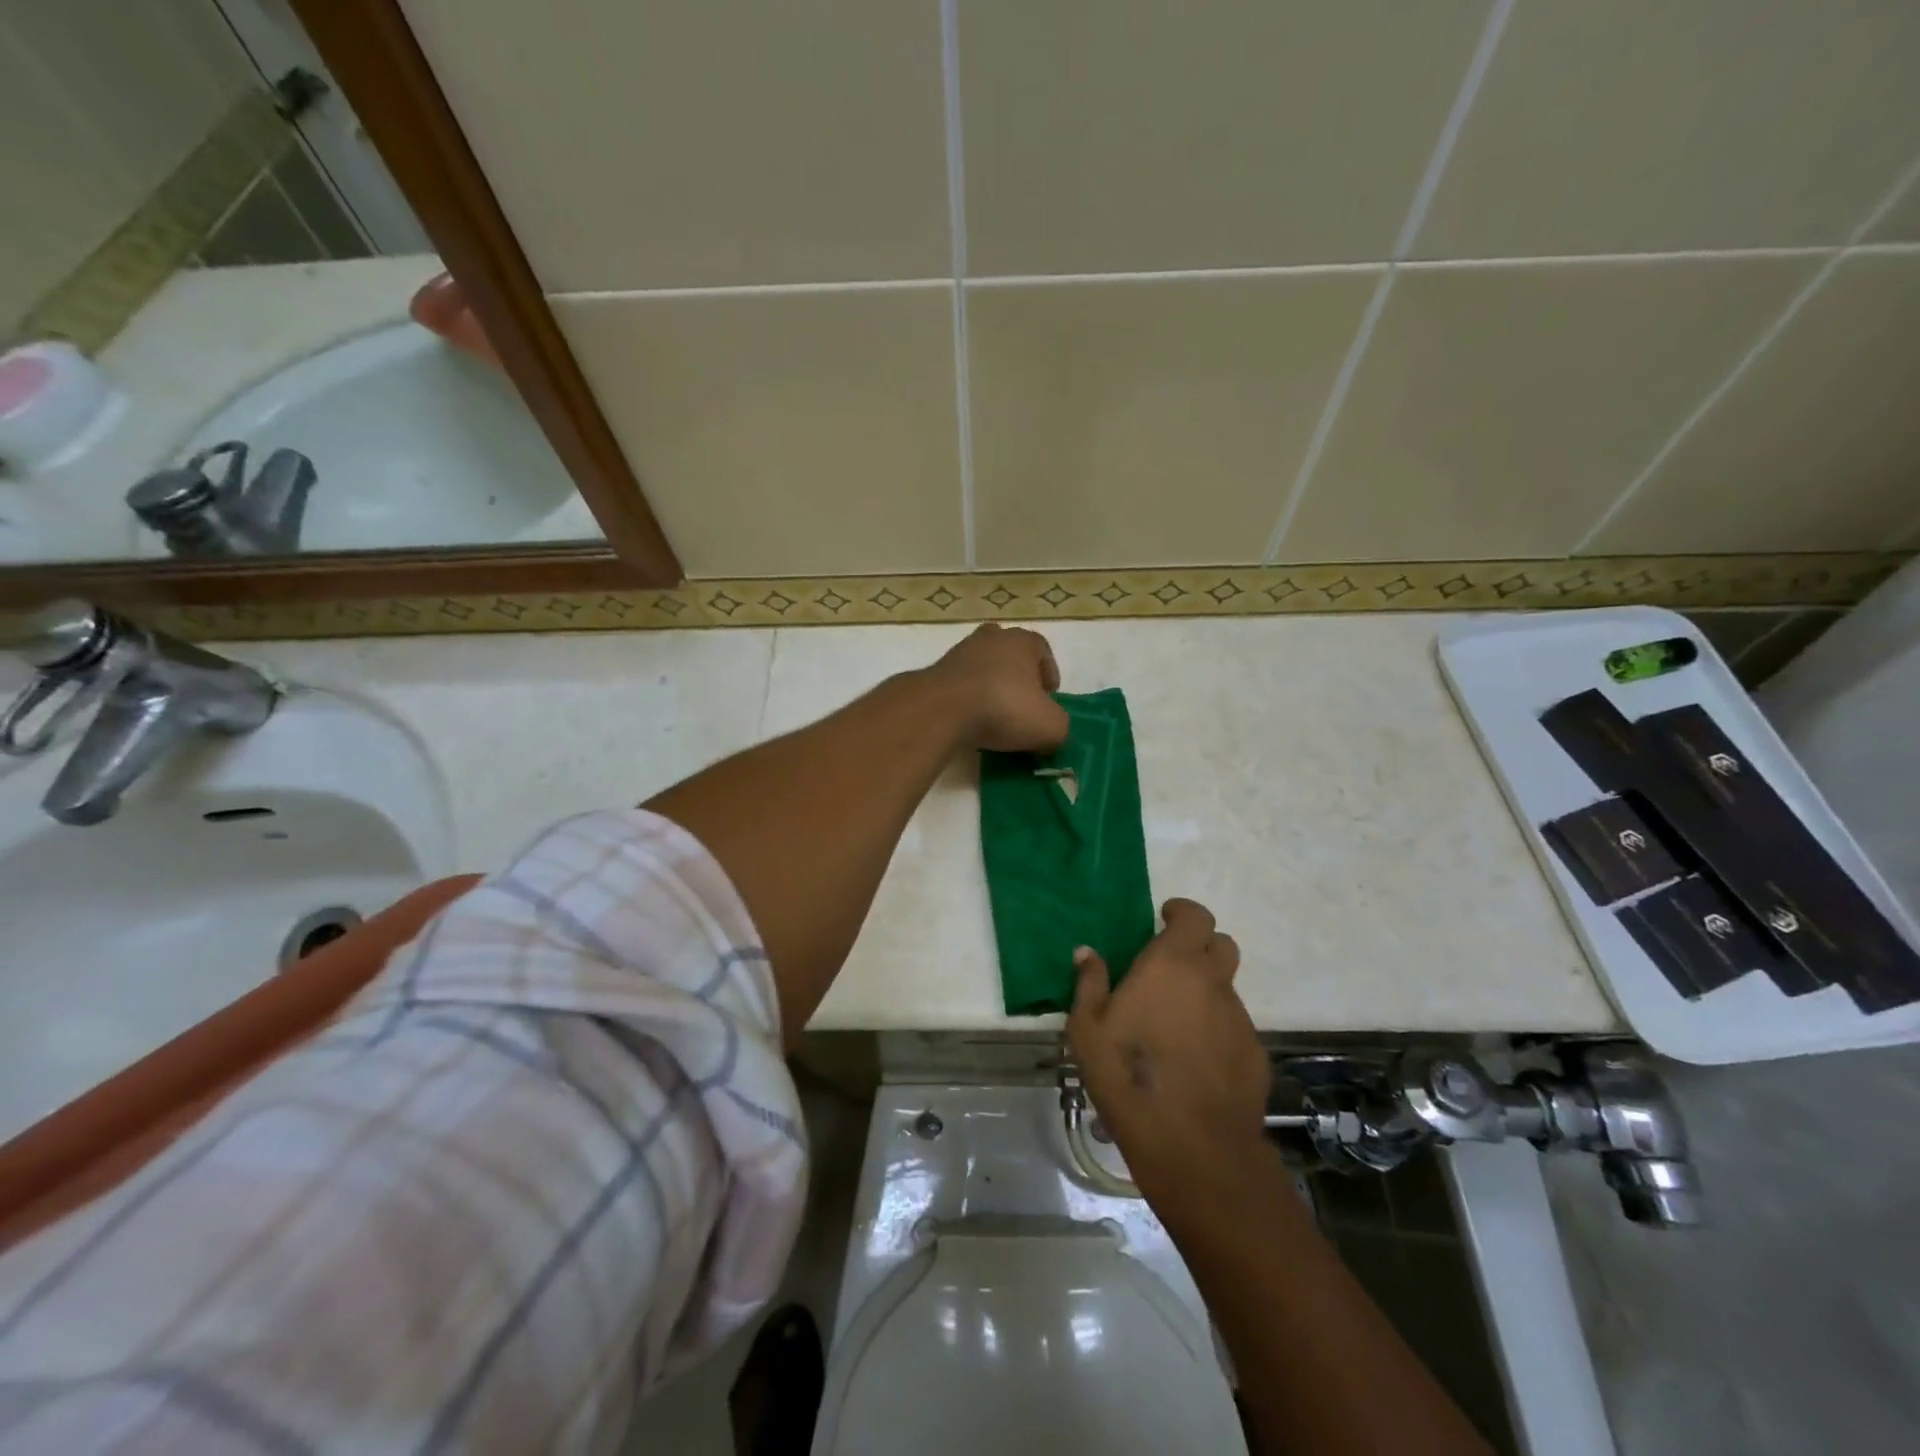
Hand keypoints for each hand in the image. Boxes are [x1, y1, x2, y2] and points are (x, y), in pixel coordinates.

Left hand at [926, 624, 1069, 752]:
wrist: (942, 710)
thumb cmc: (1004, 708)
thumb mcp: (1050, 726)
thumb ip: (1059, 728)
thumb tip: (1051, 735)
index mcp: (1022, 640)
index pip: (1042, 650)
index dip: (1049, 674)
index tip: (1048, 699)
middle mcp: (991, 637)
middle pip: (1011, 655)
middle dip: (1018, 678)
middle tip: (1023, 706)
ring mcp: (959, 652)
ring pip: (983, 668)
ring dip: (991, 688)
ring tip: (995, 718)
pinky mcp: (936, 672)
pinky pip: (961, 685)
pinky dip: (968, 700)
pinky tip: (970, 721)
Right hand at [1068, 899, 1269, 1192]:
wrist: (1191, 1144)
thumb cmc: (1127, 1074)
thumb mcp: (1087, 1028)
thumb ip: (1090, 983)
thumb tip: (1088, 952)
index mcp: (1173, 964)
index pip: (1196, 916)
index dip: (1182, 912)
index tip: (1164, 919)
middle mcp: (1212, 982)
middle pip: (1222, 944)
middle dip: (1200, 946)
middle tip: (1172, 966)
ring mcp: (1238, 1018)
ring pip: (1226, 988)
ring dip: (1206, 991)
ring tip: (1176, 1022)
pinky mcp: (1254, 1053)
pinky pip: (1234, 1026)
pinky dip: (1216, 1029)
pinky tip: (1194, 1059)